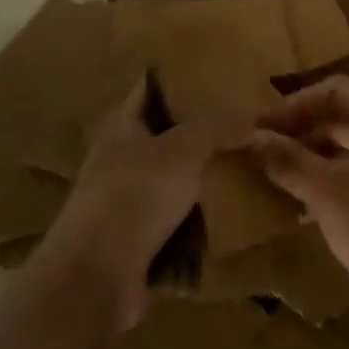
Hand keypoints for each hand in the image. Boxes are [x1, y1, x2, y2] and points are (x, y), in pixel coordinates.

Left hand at [41, 75, 248, 328]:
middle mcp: (119, 160)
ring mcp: (126, 202)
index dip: (179, 76)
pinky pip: (177, 220)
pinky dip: (200, 217)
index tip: (216, 70)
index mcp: (121, 128)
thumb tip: (254, 117)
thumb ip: (218, 127)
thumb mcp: (182, 150)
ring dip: (203, 176)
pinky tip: (232, 212)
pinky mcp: (137, 241)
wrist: (95, 278)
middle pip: (165, 135)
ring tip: (247, 162)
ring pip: (174, 179)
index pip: (149, 88)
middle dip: (201, 129)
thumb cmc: (133, 198)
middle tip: (245, 120)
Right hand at [247, 76, 348, 332]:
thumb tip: (252, 137)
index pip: (335, 90)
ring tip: (280, 179)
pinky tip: (306, 208)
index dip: (295, 104)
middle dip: (302, 131)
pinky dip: (333, 181)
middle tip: (266, 152)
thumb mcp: (325, 192)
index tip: (263, 128)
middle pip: (343, 117)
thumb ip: (288, 160)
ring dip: (314, 158)